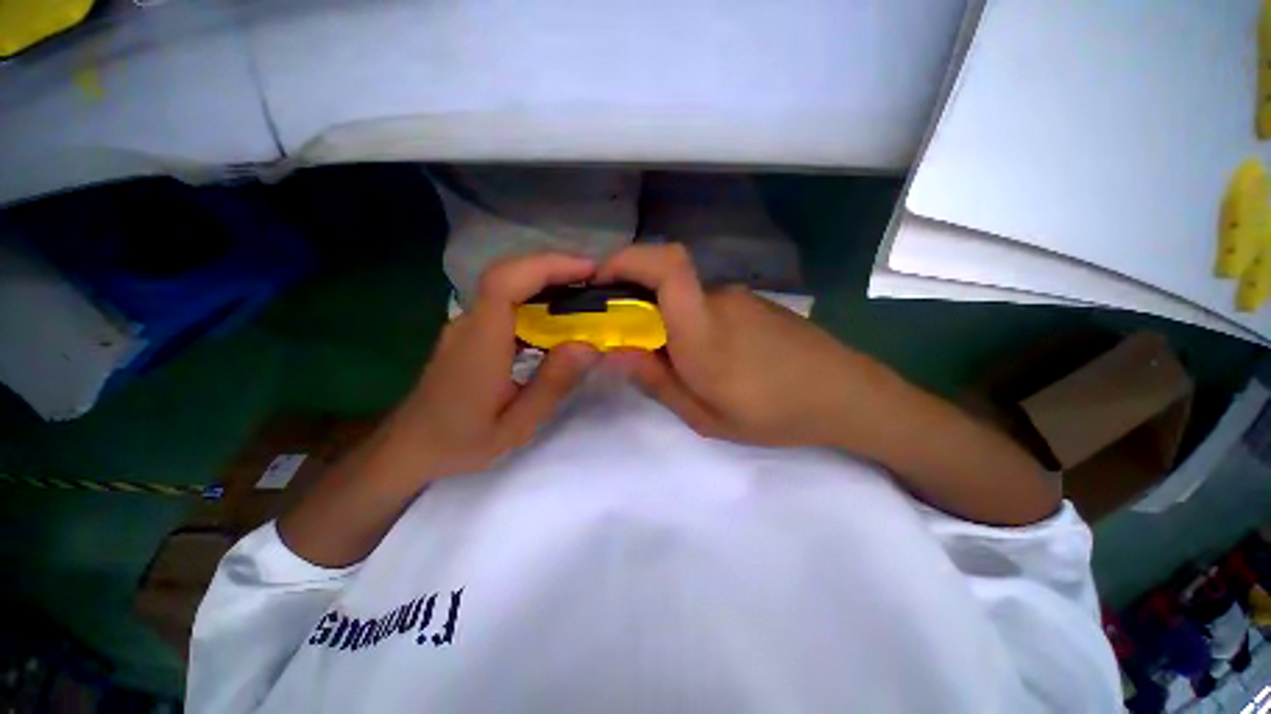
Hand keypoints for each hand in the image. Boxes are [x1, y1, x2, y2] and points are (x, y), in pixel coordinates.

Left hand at [385, 253, 599, 479]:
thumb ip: (552, 384)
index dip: (547, 266)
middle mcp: (470, 323)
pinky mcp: (471, 330)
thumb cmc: (461, 441)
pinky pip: (506, 301)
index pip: (505, 283)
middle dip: (554, 267)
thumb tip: (589, 346)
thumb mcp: (516, 425)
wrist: (410, 446)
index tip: (587, 270)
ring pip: (507, 283)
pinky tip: (556, 315)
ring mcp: (467, 324)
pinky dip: (535, 296)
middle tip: (594, 278)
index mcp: (480, 343)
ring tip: (583, 292)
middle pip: (509, 274)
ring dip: (546, 279)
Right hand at [597, 244, 878, 448]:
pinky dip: (691, 322)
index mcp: (703, 329)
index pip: (667, 266)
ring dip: (666, 320)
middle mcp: (718, 300)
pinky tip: (712, 358)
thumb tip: (615, 352)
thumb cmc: (775, 412)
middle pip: (663, 281)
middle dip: (634, 303)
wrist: (845, 394)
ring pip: (684, 298)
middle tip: (630, 344)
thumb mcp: (706, 416)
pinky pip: (706, 305)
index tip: (598, 281)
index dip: (627, 260)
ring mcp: (738, 298)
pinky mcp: (751, 303)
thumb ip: (657, 381)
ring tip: (679, 364)